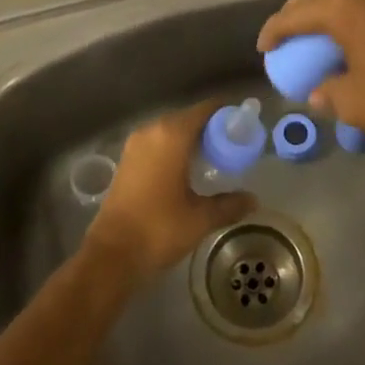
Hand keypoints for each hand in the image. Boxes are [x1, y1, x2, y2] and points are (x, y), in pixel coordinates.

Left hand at [85, 101, 256, 282]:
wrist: (111, 254)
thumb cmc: (159, 229)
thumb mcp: (200, 218)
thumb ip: (229, 205)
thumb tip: (254, 200)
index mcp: (172, 135)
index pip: (205, 109)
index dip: (226, 113)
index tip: (244, 125)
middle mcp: (152, 131)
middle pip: (188, 117)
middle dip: (211, 128)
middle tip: (234, 144)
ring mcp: (136, 144)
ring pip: (171, 130)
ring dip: (192, 139)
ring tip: (215, 157)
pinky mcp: (127, 159)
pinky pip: (158, 142)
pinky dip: (175, 148)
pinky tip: (188, 169)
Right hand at [257, 0, 364, 164]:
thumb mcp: (353, 101)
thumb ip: (327, 92)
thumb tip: (318, 92)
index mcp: (342, 6)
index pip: (295, 14)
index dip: (274, 31)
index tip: (263, 48)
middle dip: (296, 12)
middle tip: (284, 36)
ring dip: (324, 8)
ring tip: (314, 32)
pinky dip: (349, 10)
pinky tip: (350, 33)